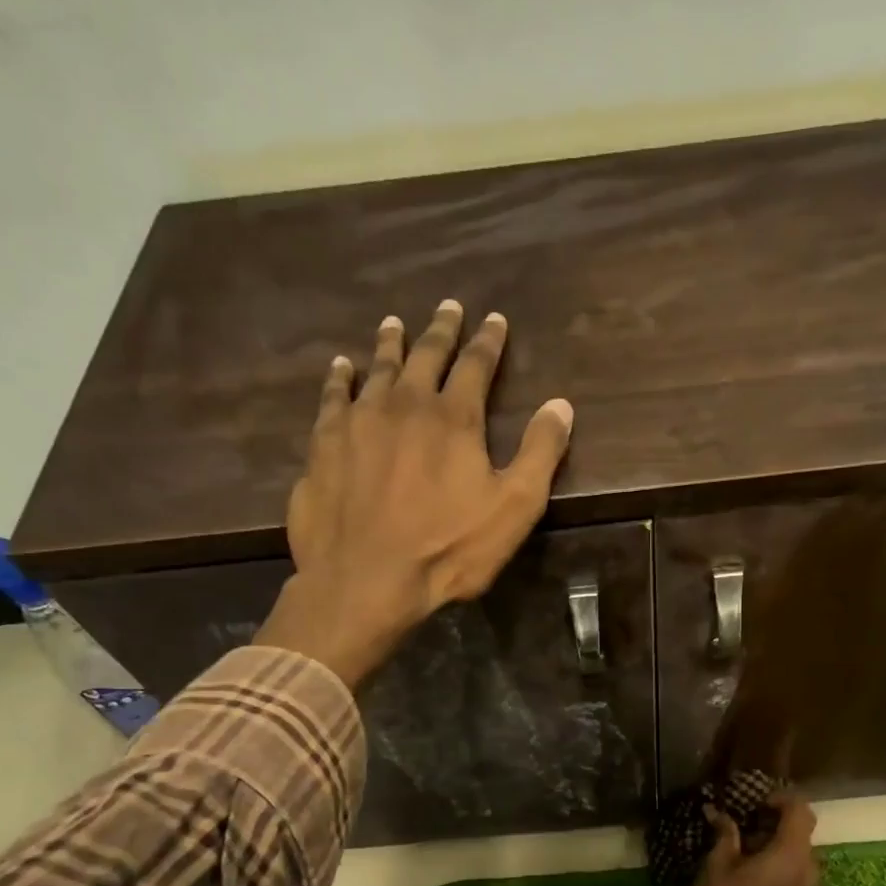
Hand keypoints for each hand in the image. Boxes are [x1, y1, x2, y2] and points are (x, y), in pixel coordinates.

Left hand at [255, 301, 574, 685]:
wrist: (365, 579)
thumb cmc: (448, 549)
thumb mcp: (514, 508)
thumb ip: (540, 453)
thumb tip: (561, 404)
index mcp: (454, 418)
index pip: (475, 365)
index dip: (487, 341)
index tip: (493, 320)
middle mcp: (404, 404)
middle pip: (425, 355)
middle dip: (440, 330)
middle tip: (447, 306)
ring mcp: (358, 422)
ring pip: (377, 369)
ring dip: (389, 344)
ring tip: (393, 324)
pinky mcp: (324, 445)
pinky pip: (333, 398)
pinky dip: (340, 378)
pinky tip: (341, 367)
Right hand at [690, 792, 818, 885]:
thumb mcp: (717, 866)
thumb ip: (725, 835)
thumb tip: (719, 814)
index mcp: (790, 855)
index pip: (800, 811)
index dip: (781, 799)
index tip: (755, 801)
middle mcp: (806, 868)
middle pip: (802, 829)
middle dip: (776, 818)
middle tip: (744, 817)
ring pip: (799, 849)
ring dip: (776, 838)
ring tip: (743, 840)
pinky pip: (795, 867)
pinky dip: (778, 856)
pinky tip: (749, 862)